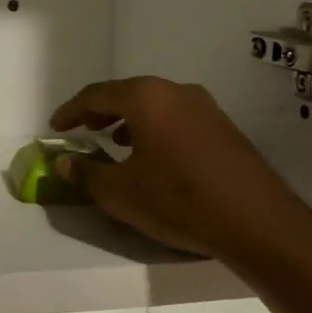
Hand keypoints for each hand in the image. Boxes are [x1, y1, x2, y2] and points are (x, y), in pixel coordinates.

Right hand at [49, 77, 295, 257]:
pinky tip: (154, 156)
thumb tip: (63, 163)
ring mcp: (205, 107)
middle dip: (101, 112)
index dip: (71, 111)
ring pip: (155, 105)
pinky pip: (177, 118)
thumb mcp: (120, 192)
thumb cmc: (177, 200)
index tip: (55, 128)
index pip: (96, 95)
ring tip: (115, 143)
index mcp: (146, 97)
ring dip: (129, 120)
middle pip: (128, 94)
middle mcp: (176, 91)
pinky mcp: (224, 128)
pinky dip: (155, 129)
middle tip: (82, 130)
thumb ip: (85, 174)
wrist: (256, 221)